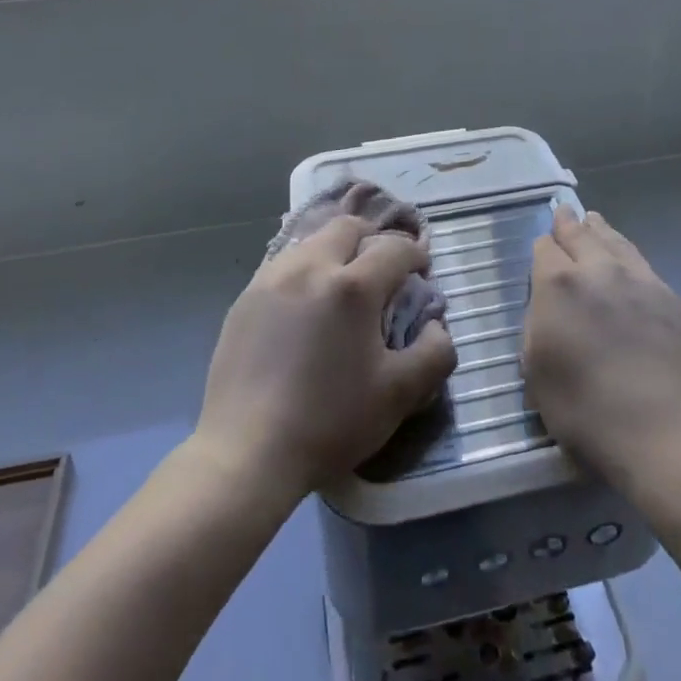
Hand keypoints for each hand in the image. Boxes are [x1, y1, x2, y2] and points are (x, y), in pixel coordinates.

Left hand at [197, 213, 457, 501]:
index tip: (421, 272)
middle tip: (382, 269)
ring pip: (313, 241)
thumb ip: (434, 353)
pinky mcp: (245, 297)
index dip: (415, 255)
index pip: (394, 248)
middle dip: (373, 239)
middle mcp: (311, 267)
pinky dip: (305, 270)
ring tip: (342, 285)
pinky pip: (284, 264)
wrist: (245, 452)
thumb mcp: (398, 396)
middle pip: (349, 227)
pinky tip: (305, 305)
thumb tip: (435, 324)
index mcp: (352, 286)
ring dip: (336, 251)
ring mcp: (272, 278)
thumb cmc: (328, 423)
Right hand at [522, 206, 680, 493]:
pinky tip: (629, 265)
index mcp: (559, 285)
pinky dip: (629, 258)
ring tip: (595, 222)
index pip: (544, 247)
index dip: (542, 249)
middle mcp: (599, 270)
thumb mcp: (537, 372)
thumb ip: (537, 325)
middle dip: (569, 223)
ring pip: (616, 242)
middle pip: (581, 234)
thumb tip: (546, 304)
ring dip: (601, 232)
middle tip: (564, 213)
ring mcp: (641, 281)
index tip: (542, 252)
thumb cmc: (587, 412)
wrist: (667, 436)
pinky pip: (644, 267)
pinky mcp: (673, 300)